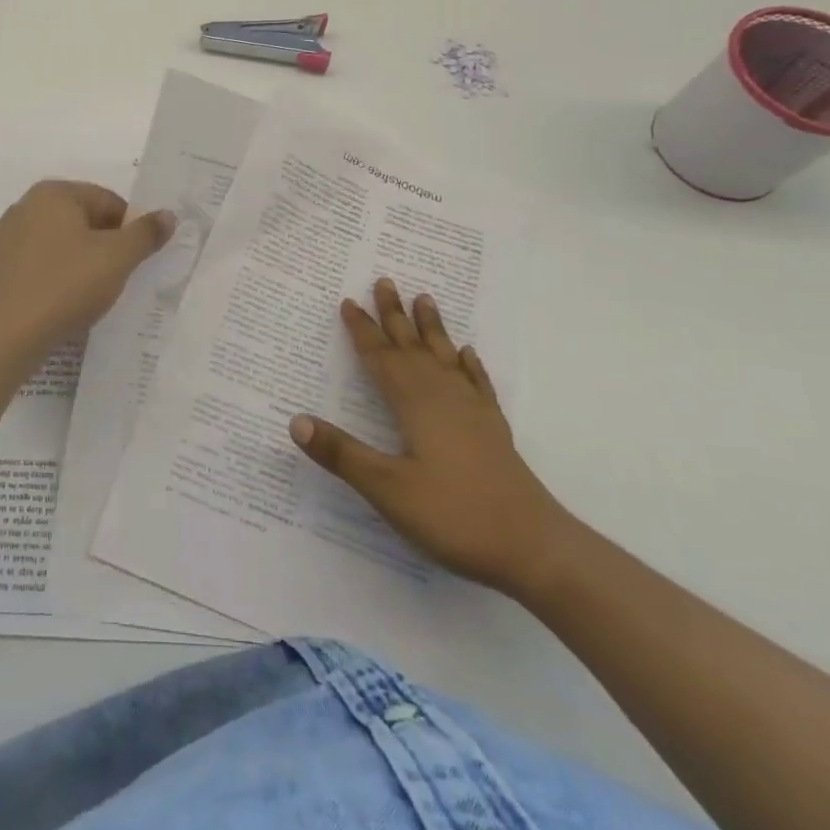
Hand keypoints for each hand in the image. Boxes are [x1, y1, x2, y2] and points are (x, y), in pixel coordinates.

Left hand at [0, 180, 175, 363]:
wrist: (3, 334)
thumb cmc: (65, 285)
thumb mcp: (117, 258)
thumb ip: (145, 234)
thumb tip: (168, 215)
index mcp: (54, 193)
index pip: (108, 201)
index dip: (129, 230)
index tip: (136, 261)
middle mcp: (26, 206)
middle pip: (83, 220)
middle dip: (105, 246)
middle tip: (117, 279)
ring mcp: (7, 238)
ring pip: (61, 245)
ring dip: (81, 264)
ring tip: (91, 296)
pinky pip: (40, 267)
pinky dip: (56, 279)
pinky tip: (63, 305)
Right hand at [289, 278, 571, 597]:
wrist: (534, 548)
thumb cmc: (454, 515)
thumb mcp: (387, 489)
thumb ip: (341, 453)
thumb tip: (295, 421)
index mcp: (415, 404)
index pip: (381, 358)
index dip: (362, 331)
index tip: (348, 301)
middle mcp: (443, 397)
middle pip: (412, 347)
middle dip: (394, 315)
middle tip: (384, 281)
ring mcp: (472, 412)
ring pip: (445, 357)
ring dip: (431, 328)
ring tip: (425, 298)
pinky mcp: (493, 431)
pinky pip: (477, 384)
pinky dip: (470, 365)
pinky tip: (468, 354)